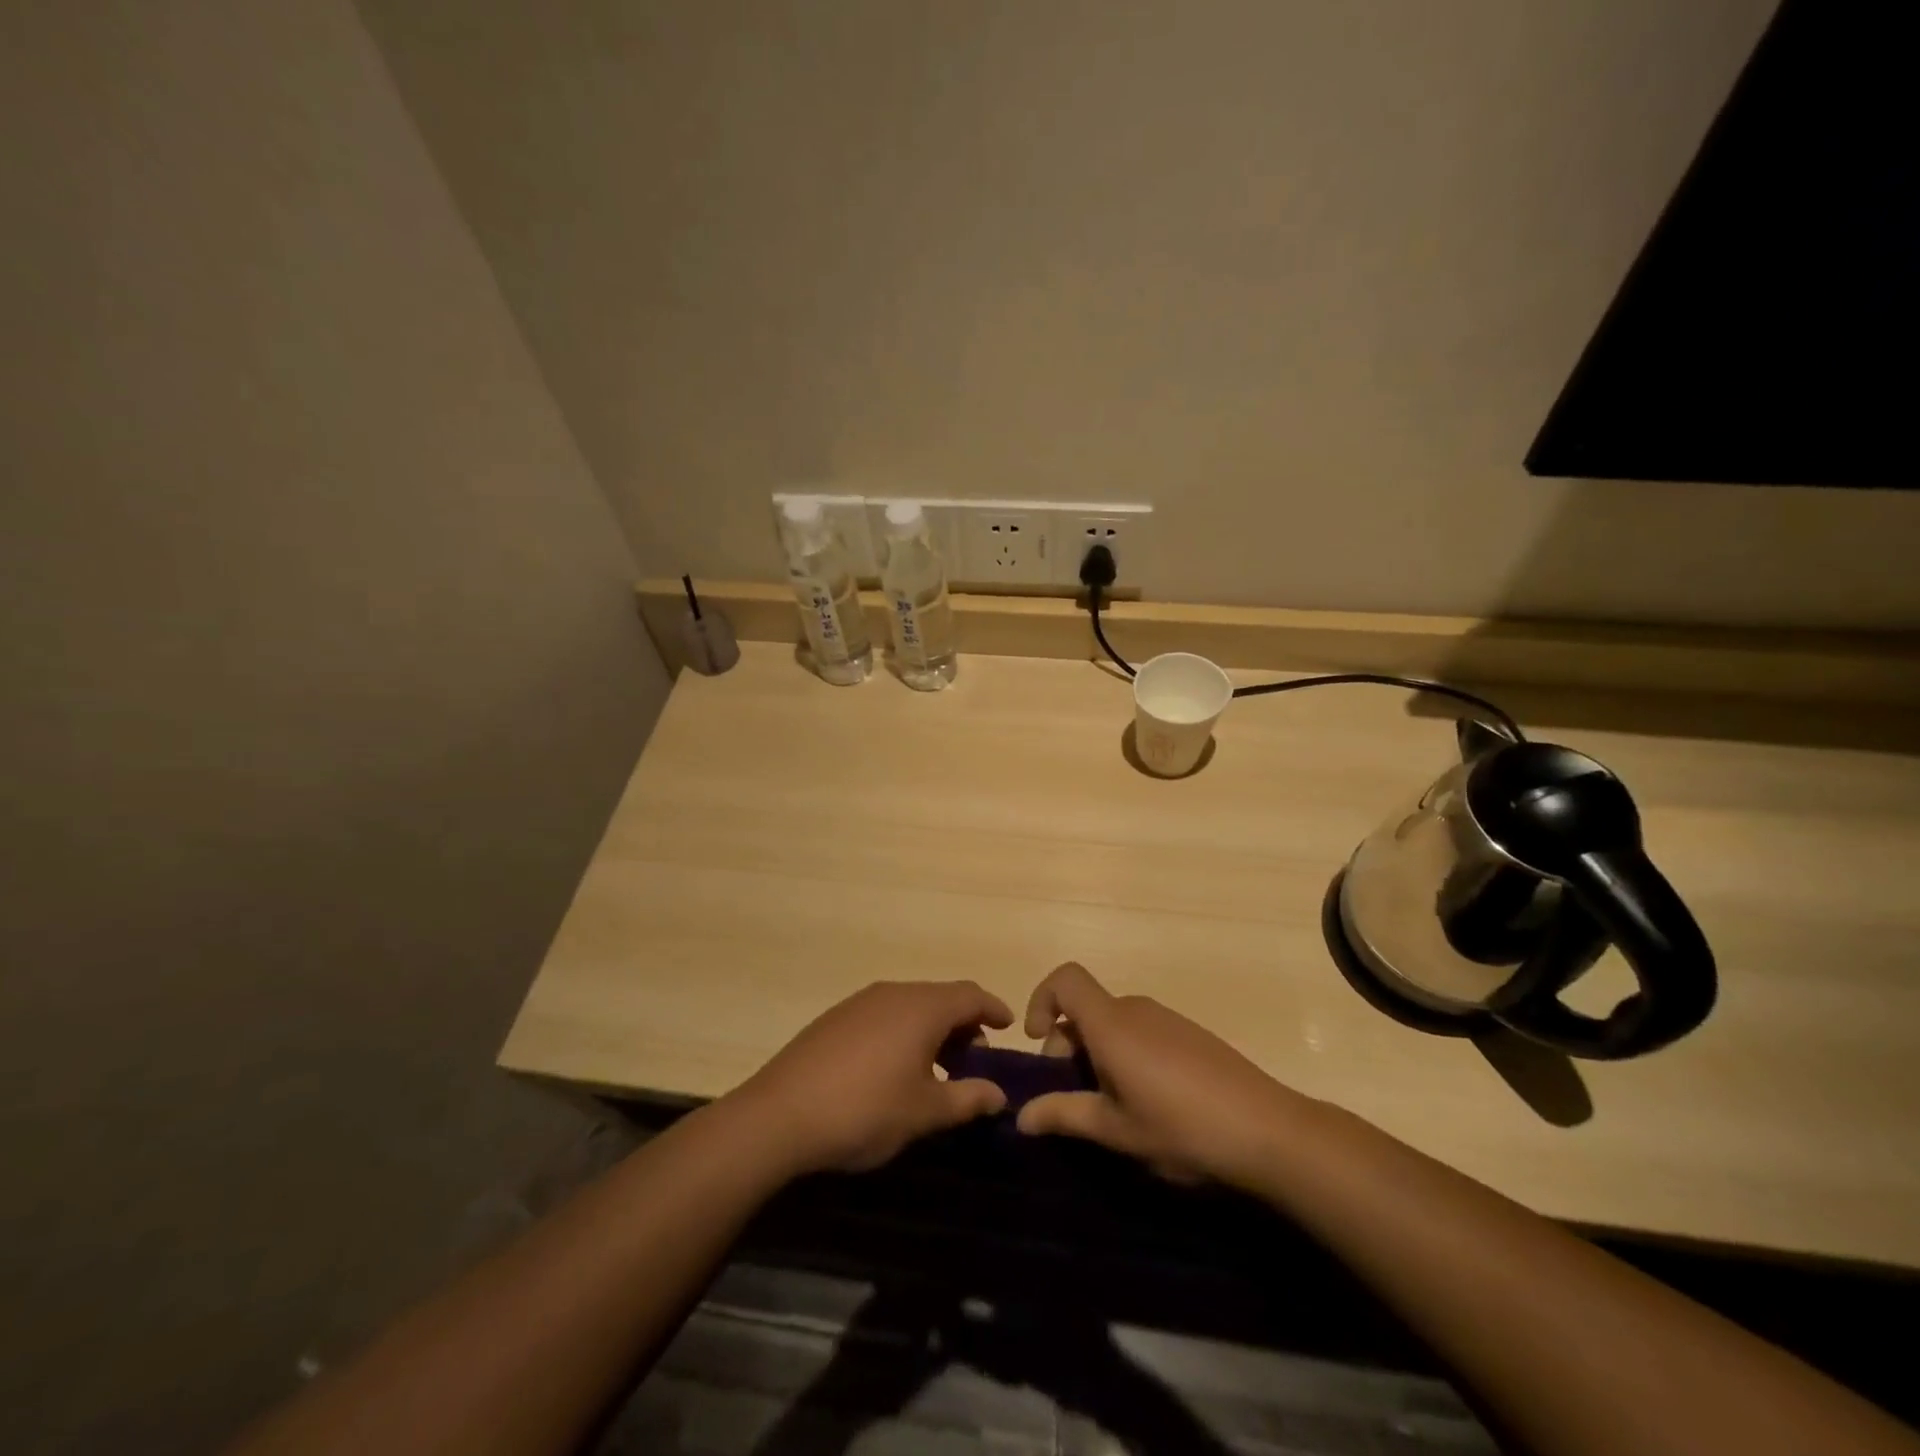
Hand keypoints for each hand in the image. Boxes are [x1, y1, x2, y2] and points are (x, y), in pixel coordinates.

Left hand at [730, 981, 1013, 1174]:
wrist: (779, 1115)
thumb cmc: (864, 1110)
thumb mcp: (924, 1112)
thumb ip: (968, 1099)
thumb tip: (999, 1093)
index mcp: (922, 1008)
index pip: (970, 995)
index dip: (993, 1008)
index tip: (1009, 1026)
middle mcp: (893, 993)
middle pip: (941, 998)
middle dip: (963, 1024)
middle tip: (974, 1060)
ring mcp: (861, 1002)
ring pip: (911, 1006)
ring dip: (932, 1030)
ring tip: (937, 1069)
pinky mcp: (836, 1018)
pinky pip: (884, 1014)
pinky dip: (903, 1032)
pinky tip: (894, 1068)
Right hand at [1016, 962, 1302, 1186]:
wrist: (1269, 1130)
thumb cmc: (1181, 1127)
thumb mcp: (1116, 1130)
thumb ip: (1065, 1115)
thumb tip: (1021, 1116)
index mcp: (1111, 1024)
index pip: (1065, 979)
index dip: (1042, 1000)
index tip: (1038, 1043)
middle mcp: (1136, 1009)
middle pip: (1087, 1007)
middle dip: (1067, 1044)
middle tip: (1076, 1097)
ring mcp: (1167, 1018)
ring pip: (1114, 1023)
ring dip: (1098, 1053)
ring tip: (1113, 1106)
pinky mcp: (1191, 1033)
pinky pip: (1142, 1031)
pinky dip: (1128, 1054)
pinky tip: (1151, 1101)